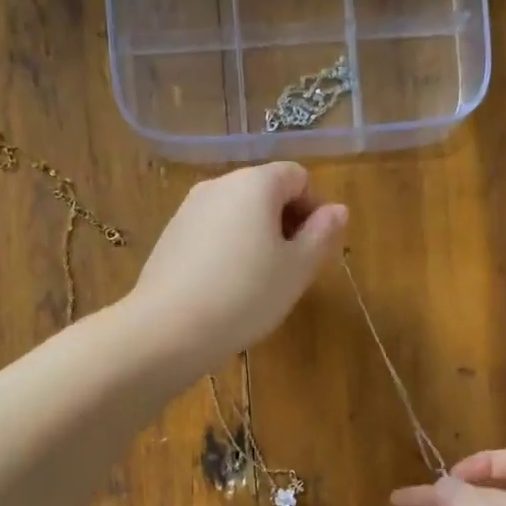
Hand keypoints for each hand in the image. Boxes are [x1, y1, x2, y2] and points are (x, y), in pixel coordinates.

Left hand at [127, 163, 347, 372]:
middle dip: (285, 223)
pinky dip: (227, 250)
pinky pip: (211, 232)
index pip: (298, 176)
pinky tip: (225, 288)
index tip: (314, 249)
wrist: (168, 328)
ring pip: (237, 214)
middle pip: (265, 191)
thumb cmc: (246, 295)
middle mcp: (219, 184)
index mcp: (255, 183)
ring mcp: (188, 209)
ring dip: (256, 238)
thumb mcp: (297, 269)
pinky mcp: (170, 235)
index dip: (314, 208)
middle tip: (291, 269)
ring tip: (258, 283)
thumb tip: (337, 210)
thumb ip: (322, 234)